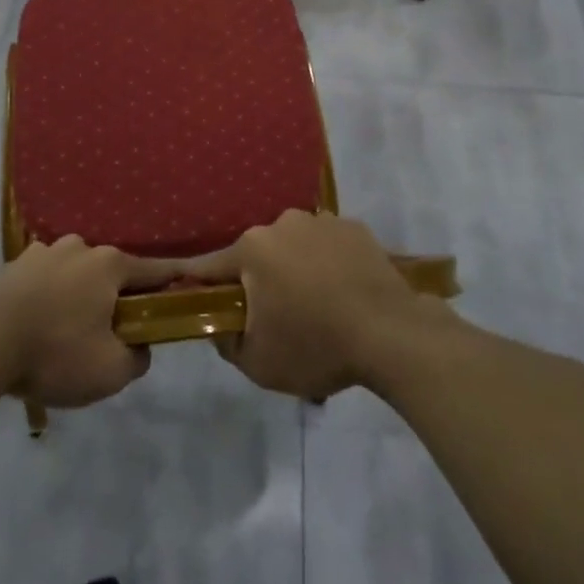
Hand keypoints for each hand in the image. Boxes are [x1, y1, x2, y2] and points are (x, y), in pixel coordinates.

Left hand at [0, 237, 175, 409]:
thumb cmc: (54, 351)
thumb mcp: (110, 371)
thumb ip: (137, 358)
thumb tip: (139, 346)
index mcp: (110, 264)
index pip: (154, 271)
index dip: (172, 283)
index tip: (185, 291)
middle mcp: (80, 247)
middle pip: (111, 274)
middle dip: (116, 299)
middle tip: (111, 335)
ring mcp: (43, 252)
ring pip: (75, 276)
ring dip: (78, 298)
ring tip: (66, 336)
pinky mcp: (12, 266)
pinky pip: (43, 283)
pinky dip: (48, 301)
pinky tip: (36, 329)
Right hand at [181, 210, 450, 401]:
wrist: (391, 334)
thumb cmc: (316, 346)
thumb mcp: (258, 363)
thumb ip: (226, 340)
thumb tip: (220, 323)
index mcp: (253, 249)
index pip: (211, 266)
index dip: (198, 282)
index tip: (193, 291)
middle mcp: (282, 223)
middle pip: (258, 254)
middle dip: (260, 280)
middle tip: (276, 316)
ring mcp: (321, 221)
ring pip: (295, 246)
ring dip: (296, 268)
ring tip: (317, 305)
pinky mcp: (354, 227)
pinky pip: (328, 245)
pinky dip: (329, 263)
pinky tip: (343, 292)